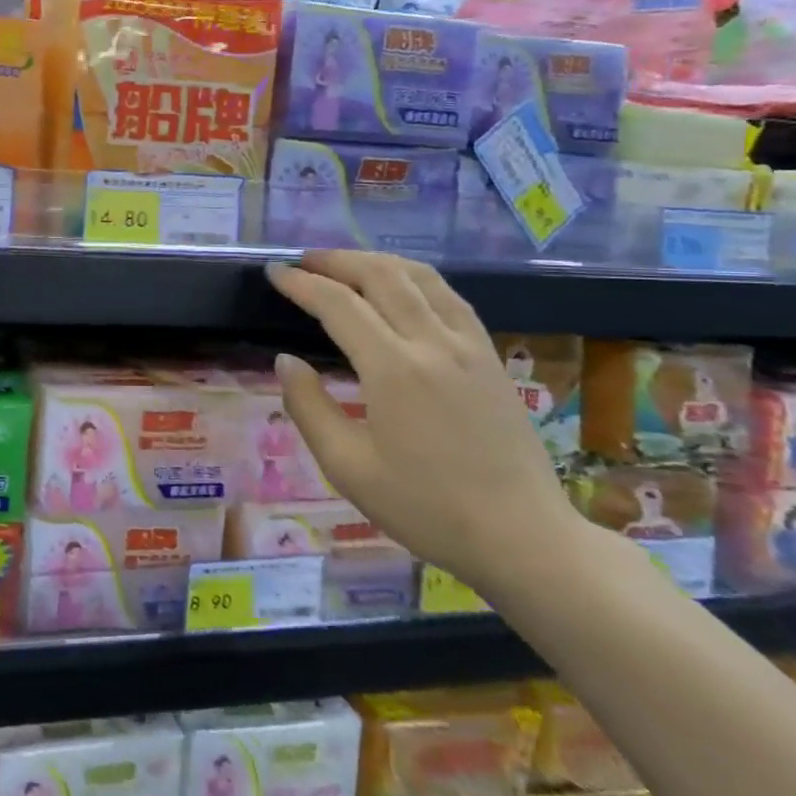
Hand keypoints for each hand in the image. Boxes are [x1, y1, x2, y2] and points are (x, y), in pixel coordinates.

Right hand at [266, 251, 589, 594]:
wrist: (522, 536)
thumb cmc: (426, 508)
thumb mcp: (349, 468)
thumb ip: (309, 408)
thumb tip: (286, 361)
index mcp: (393, 369)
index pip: (338, 305)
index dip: (301, 284)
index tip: (274, 273)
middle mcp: (433, 342)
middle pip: (380, 275)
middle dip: (336, 260)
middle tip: (304, 261)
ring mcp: (469, 345)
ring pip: (420, 277)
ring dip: (377, 261)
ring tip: (346, 264)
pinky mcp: (491, 356)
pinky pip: (450, 296)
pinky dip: (416, 278)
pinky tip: (403, 288)